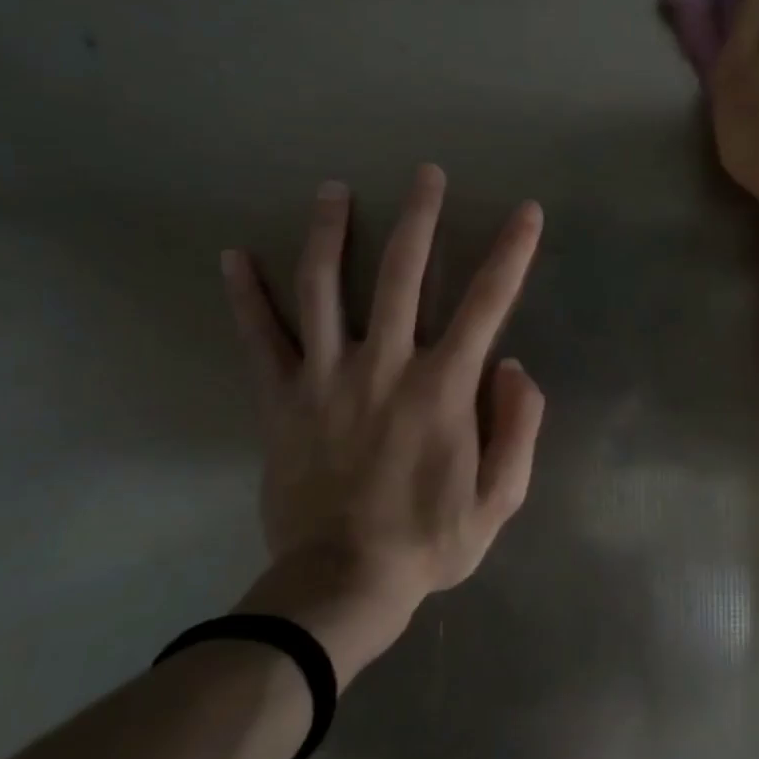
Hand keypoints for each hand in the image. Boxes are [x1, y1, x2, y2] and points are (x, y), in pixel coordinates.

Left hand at [220, 165, 545, 687]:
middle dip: (420, 217)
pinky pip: (260, 338)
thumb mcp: (501, 499)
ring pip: (325, 287)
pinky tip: (233, 255)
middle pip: (403, 272)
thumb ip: (519, 427)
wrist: (340, 585)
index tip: (525, 211)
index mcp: (443, 386)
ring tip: (334, 190)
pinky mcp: (282, 398)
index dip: (512, 252)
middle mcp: (385, 365)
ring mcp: (327, 377)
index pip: (488, 302)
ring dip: (331, 232)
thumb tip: (514, 365)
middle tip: (425, 173)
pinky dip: (245, 295)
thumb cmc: (429, 543)